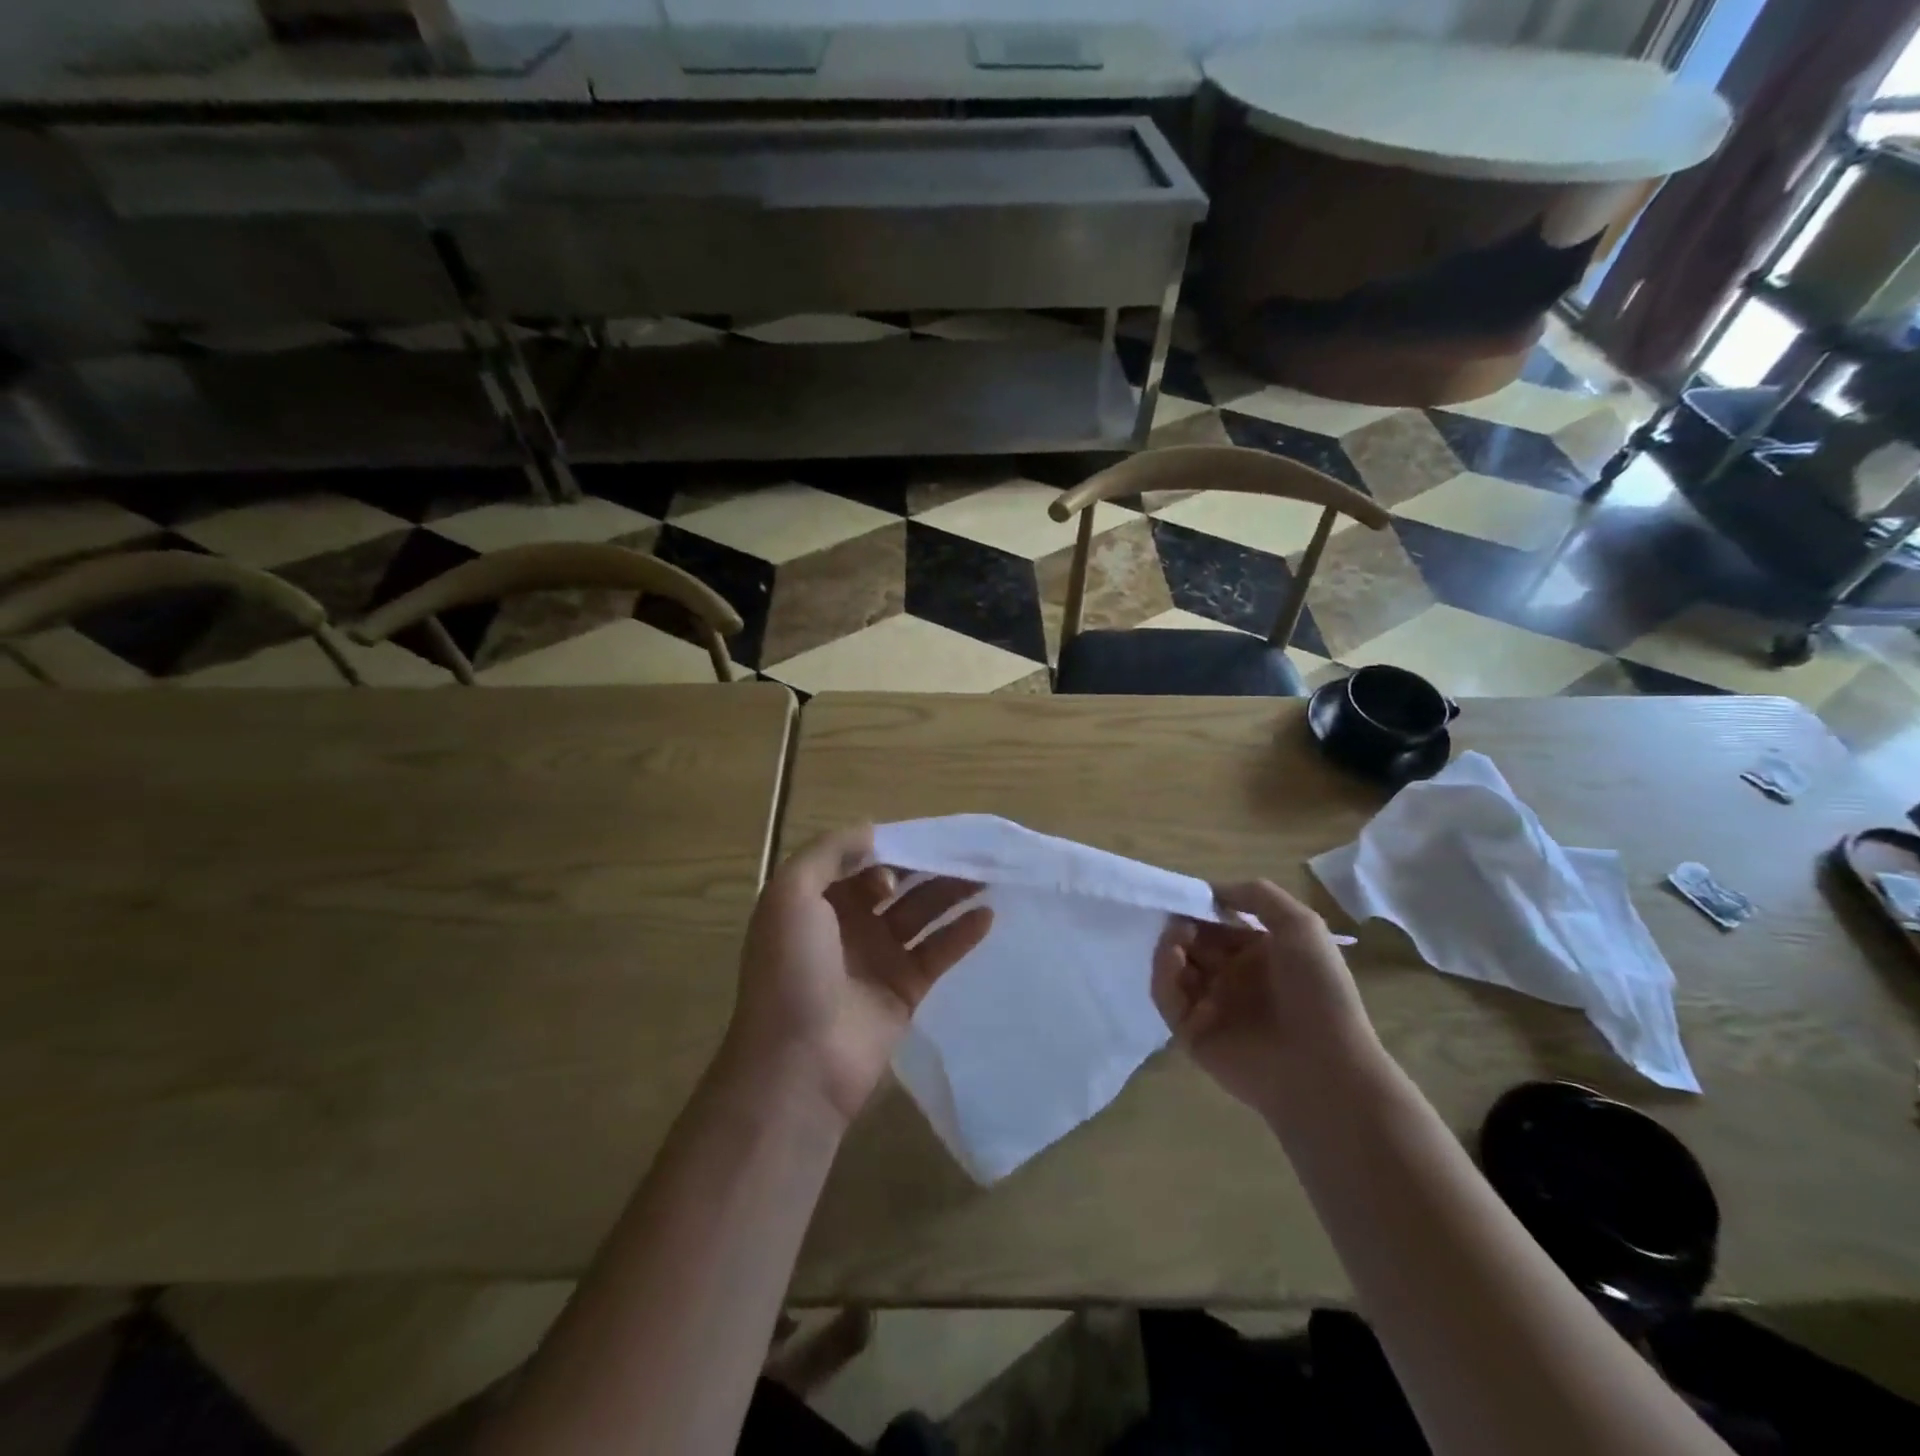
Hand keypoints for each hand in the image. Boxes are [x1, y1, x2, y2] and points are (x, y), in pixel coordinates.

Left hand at [724, 826, 993, 1129]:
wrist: (800, 1063)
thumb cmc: (791, 970)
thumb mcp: (790, 894)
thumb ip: (828, 852)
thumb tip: (872, 831)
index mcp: (816, 901)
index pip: (860, 861)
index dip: (890, 846)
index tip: (925, 835)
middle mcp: (846, 924)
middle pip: (895, 884)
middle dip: (927, 866)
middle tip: (967, 851)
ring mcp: (877, 957)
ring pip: (920, 914)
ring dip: (950, 893)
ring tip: (986, 876)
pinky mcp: (905, 989)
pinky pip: (937, 952)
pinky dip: (961, 933)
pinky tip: (986, 916)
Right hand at [1152, 880, 1381, 1117]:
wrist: (1325, 1069)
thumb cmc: (1318, 991)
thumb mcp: (1301, 925)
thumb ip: (1257, 896)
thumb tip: (1211, 889)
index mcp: (1259, 955)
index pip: (1218, 924)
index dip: (1202, 908)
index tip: (1187, 894)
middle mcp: (1233, 979)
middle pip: (1193, 943)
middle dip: (1182, 925)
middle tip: (1176, 917)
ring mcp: (1211, 1007)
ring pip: (1175, 968)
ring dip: (1170, 946)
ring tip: (1177, 938)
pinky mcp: (1191, 1033)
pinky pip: (1167, 997)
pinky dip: (1162, 974)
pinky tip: (1172, 957)